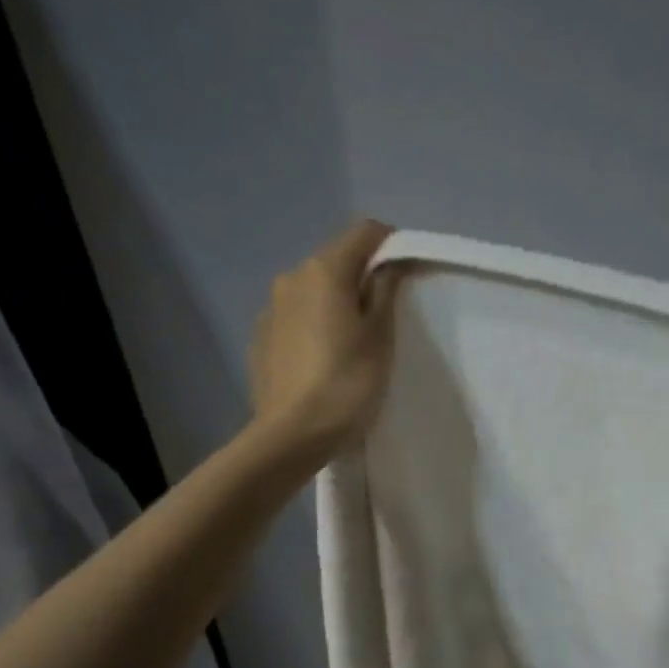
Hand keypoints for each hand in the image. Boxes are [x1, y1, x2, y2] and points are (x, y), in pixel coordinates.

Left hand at [249, 219, 400, 453]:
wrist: (292, 435)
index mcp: (324, 271)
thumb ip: (385, 290)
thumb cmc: (348, 383)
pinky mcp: (260, 338)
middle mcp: (291, 278)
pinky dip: (314, 326)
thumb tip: (391, 262)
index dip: (391, 246)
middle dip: (362, 278)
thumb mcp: (380, 336)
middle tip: (384, 317)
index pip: (364, 233)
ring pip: (313, 291)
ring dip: (336, 303)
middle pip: (336, 261)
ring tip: (353, 343)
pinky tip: (324, 360)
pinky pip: (296, 318)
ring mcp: (270, 308)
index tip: (408, 276)